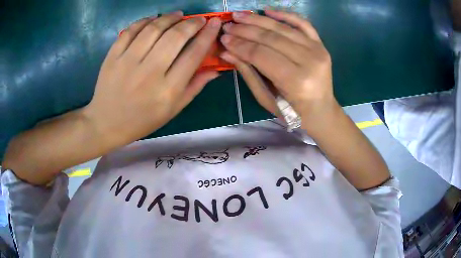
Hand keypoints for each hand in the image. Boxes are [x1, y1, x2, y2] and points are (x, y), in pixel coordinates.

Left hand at [83, 12, 221, 145]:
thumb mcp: (173, 110)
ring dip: (169, 18)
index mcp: (168, 90)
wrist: (106, 123)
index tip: (215, 23)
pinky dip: (144, 21)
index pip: (194, 54)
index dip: (207, 35)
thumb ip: (195, 87)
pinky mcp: (112, 57)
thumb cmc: (142, 120)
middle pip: (175, 37)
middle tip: (198, 19)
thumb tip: (216, 68)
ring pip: (153, 29)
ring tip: (178, 15)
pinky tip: (153, 19)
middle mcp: (149, 73)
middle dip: (191, 23)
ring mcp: (128, 63)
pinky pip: (131, 31)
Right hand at [220, 10, 336, 132]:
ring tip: (239, 15)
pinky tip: (267, 11)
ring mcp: (318, 50)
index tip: (223, 38)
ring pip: (283, 28)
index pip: (261, 54)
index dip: (240, 45)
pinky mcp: (321, 45)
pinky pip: (303, 23)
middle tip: (228, 25)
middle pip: (271, 38)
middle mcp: (308, 61)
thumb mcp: (266, 97)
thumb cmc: (293, 111)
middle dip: (245, 30)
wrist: (321, 110)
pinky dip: (285, 15)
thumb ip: (248, 72)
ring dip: (259, 20)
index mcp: (295, 80)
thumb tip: (227, 52)